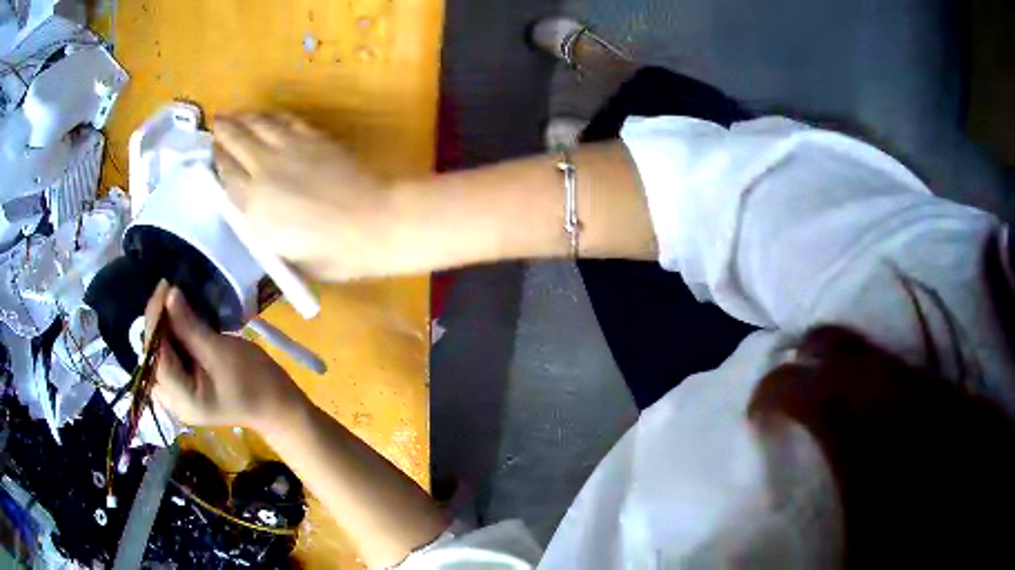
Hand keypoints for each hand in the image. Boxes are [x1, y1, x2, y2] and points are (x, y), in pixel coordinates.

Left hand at [145, 282, 307, 433]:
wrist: (278, 405)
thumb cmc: (255, 381)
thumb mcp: (221, 351)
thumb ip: (190, 326)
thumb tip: (169, 294)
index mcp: (182, 400)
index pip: (156, 357)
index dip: (154, 321)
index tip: (164, 288)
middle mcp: (172, 401)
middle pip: (153, 357)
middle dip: (157, 325)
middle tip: (168, 293)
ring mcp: (178, 396)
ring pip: (159, 355)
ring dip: (164, 328)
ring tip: (172, 302)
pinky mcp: (185, 387)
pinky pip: (170, 358)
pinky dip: (172, 338)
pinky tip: (179, 321)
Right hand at [214, 114, 403, 281]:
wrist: (373, 223)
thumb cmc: (331, 254)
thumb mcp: (285, 258)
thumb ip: (261, 231)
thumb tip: (251, 214)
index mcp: (252, 205)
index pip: (224, 174)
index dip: (216, 160)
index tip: (209, 152)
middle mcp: (263, 169)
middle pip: (236, 141)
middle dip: (223, 129)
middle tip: (216, 121)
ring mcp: (289, 147)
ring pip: (258, 124)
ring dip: (243, 117)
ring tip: (233, 114)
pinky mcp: (313, 137)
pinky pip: (285, 120)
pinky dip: (271, 117)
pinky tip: (267, 117)